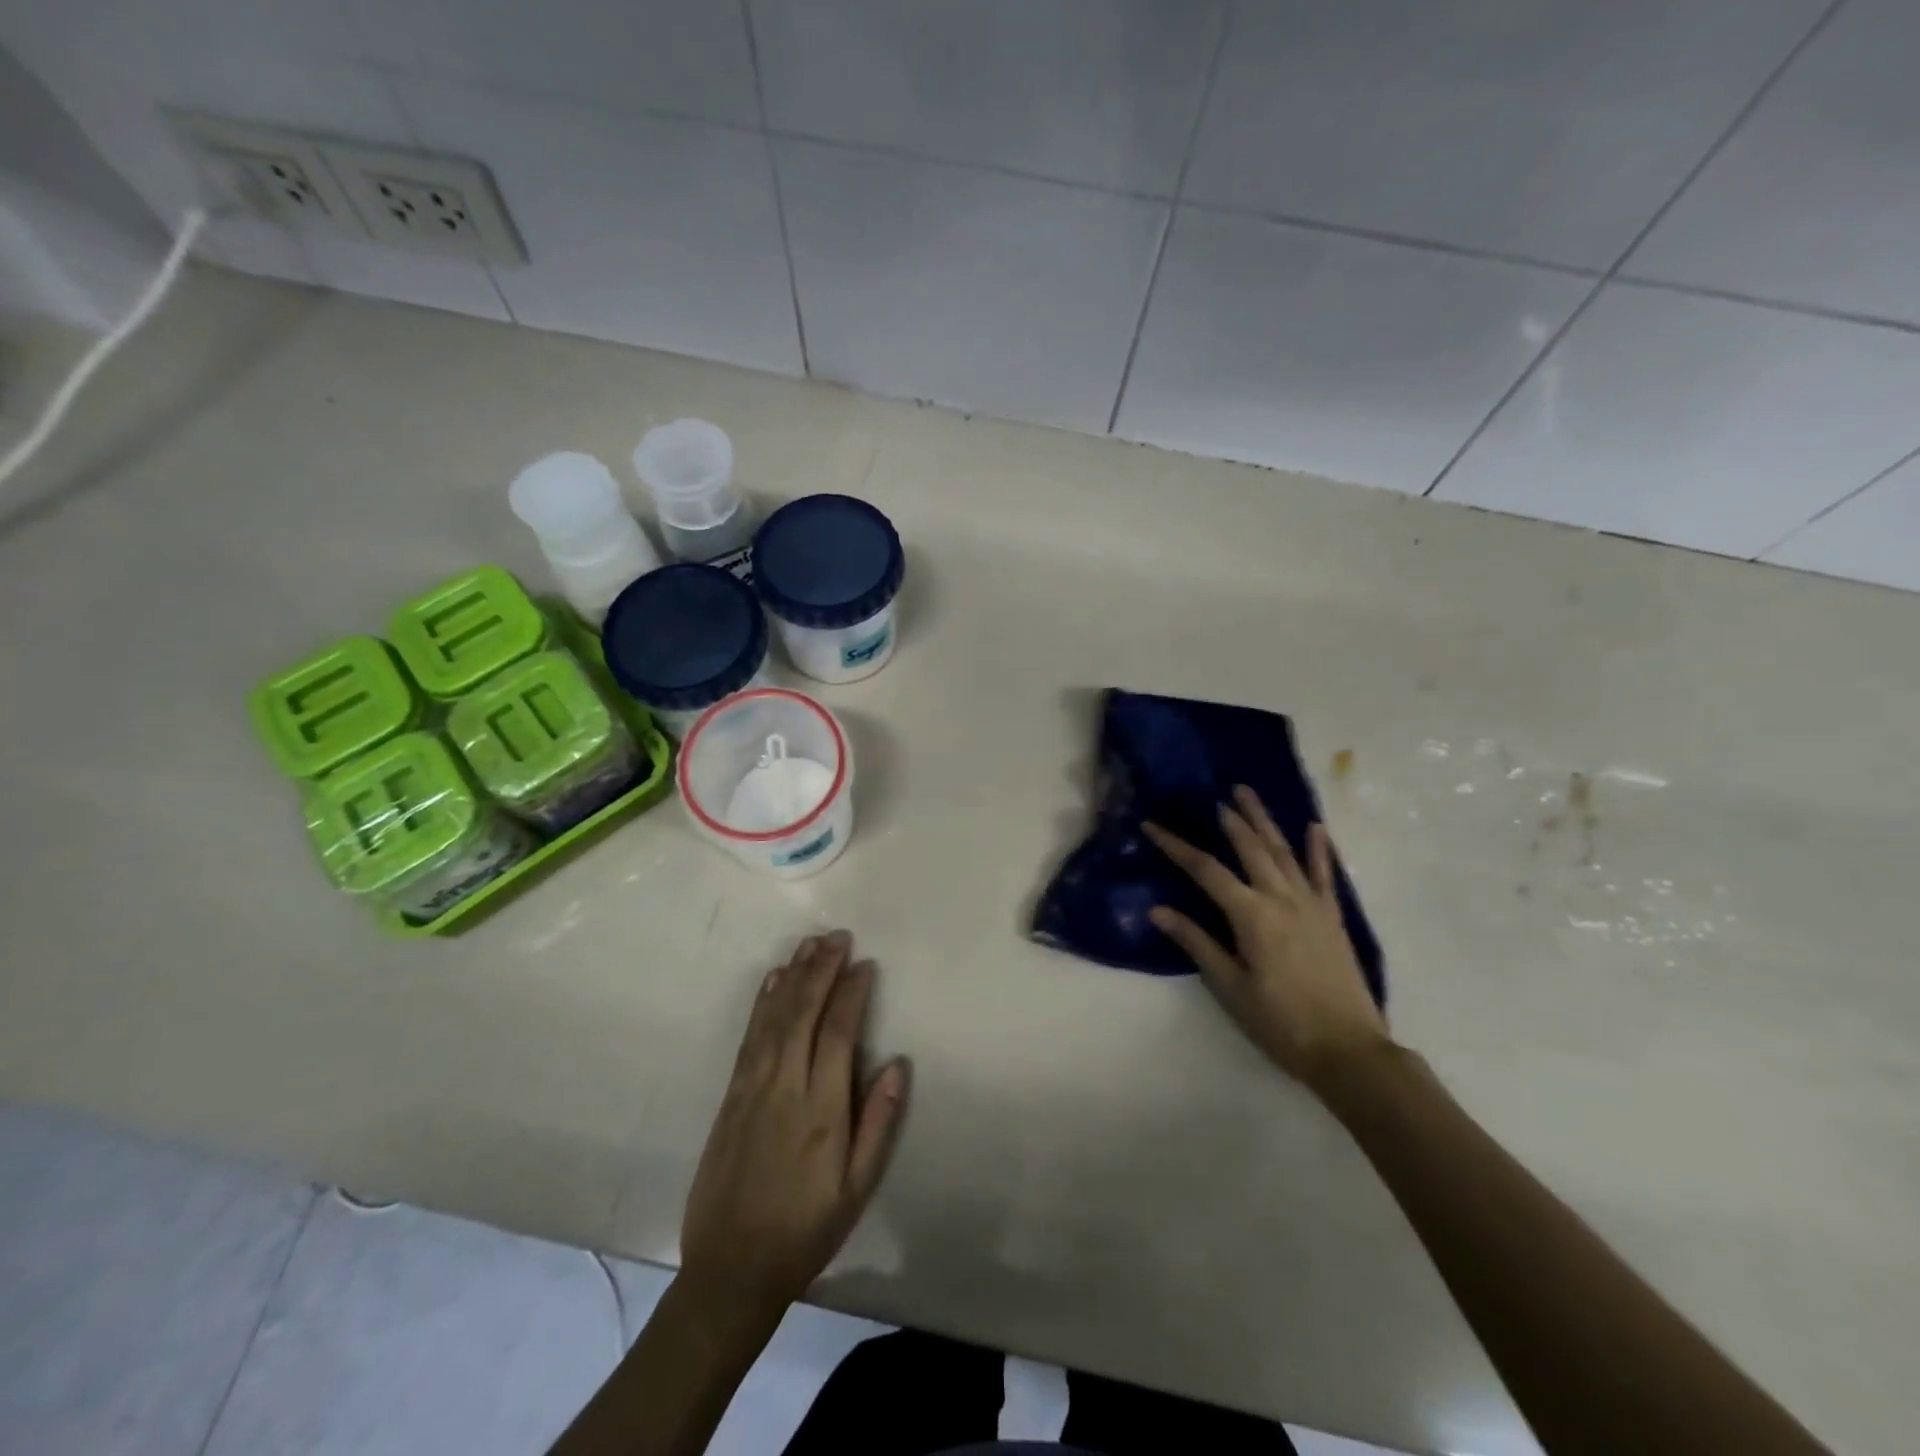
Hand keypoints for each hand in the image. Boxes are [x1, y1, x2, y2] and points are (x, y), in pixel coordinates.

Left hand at [680, 931, 908, 1319]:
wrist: (730, 1270)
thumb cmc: (805, 1230)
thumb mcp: (857, 1189)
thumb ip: (878, 1124)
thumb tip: (896, 1065)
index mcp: (821, 1110)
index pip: (838, 1033)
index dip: (852, 993)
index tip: (865, 964)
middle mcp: (785, 1087)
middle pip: (803, 1013)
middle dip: (822, 970)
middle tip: (838, 936)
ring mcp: (752, 1088)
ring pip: (775, 1018)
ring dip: (793, 976)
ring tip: (809, 943)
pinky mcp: (731, 1096)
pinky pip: (749, 1037)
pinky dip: (762, 1003)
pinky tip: (773, 981)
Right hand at [1145, 786, 1388, 1088]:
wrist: (1349, 1051)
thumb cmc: (1281, 1023)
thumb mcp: (1229, 987)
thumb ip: (1197, 943)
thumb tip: (1157, 910)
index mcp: (1251, 915)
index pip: (1206, 870)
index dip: (1177, 846)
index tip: (1152, 826)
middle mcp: (1281, 899)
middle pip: (1250, 848)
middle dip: (1230, 819)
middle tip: (1215, 795)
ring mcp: (1311, 905)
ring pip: (1284, 852)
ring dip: (1264, 821)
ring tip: (1249, 794)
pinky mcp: (1333, 918)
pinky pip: (1324, 875)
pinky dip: (1319, 850)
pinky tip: (1314, 828)